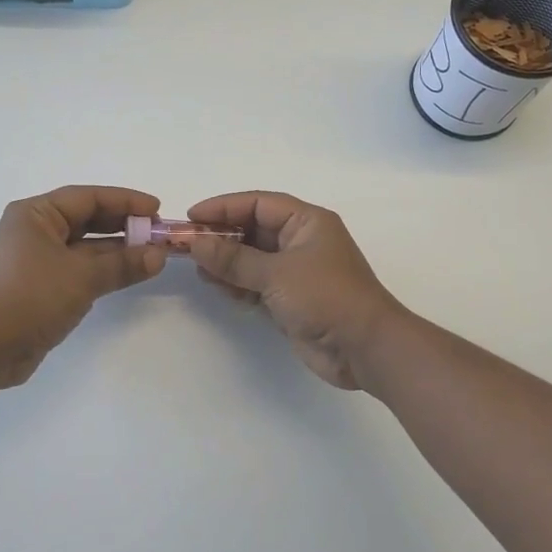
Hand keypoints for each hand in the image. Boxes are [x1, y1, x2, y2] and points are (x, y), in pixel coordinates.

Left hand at [0, 186, 166, 387]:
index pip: (87, 197)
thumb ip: (123, 263)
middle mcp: (34, 230)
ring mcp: (36, 260)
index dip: (125, 200)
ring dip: (117, 250)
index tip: (157, 208)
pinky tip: (129, 273)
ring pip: (84, 246)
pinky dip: (103, 269)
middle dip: (123, 225)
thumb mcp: (81, 277)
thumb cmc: (30, 298)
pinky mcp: (41, 286)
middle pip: (86, 219)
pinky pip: (78, 268)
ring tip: (152, 254)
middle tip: (158, 232)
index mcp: (35, 214)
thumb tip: (159, 255)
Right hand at [186, 191, 405, 389]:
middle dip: (221, 237)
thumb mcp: (276, 274)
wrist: (364, 348)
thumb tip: (195, 243)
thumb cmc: (326, 297)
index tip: (191, 218)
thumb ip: (233, 259)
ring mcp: (296, 271)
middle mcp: (301, 240)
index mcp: (307, 221)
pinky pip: (256, 282)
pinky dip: (237, 283)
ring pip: (252, 257)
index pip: (257, 203)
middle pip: (252, 229)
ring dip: (225, 262)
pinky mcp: (291, 298)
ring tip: (199, 270)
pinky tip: (218, 288)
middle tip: (187, 246)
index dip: (223, 207)